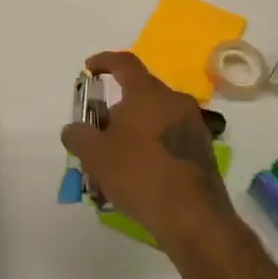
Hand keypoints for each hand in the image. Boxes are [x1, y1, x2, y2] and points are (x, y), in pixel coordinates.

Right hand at [60, 50, 236, 246]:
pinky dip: (151, 147)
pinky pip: (169, 137)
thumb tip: (74, 129)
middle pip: (140, 93)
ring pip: (155, 118)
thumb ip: (78, 135)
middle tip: (98, 131)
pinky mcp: (203, 150)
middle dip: (116, 109)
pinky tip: (138, 175)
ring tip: (115, 160)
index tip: (89, 69)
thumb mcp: (95, 155)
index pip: (124, 63)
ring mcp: (193, 126)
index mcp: (148, 93)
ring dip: (134, 131)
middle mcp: (174, 101)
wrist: (193, 217)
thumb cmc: (139, 175)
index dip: (104, 61)